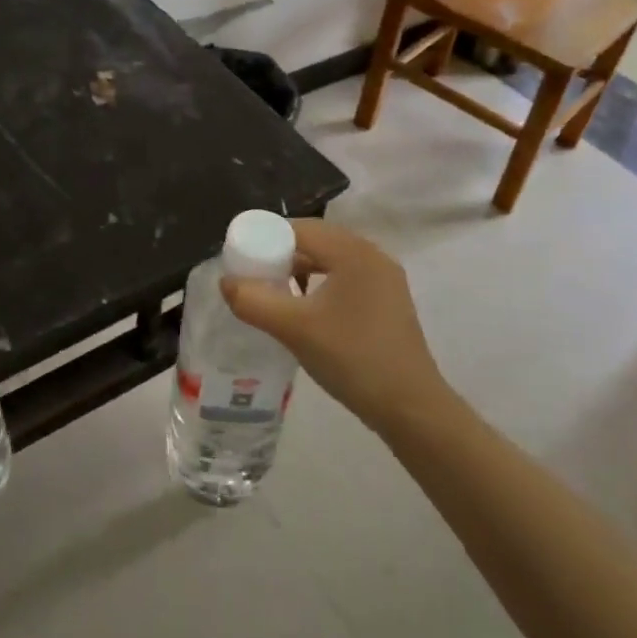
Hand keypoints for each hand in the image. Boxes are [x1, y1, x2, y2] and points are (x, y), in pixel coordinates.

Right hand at [221, 219, 454, 435]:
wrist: (411, 408)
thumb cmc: (352, 359)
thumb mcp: (293, 329)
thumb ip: (253, 301)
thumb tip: (226, 282)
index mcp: (353, 252)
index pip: (299, 228)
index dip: (265, 239)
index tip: (240, 261)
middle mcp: (372, 256)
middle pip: (314, 241)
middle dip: (280, 255)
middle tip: (253, 278)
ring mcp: (384, 280)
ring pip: (329, 261)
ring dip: (299, 271)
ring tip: (274, 294)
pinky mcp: (388, 302)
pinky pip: (344, 278)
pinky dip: (319, 285)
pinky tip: (305, 310)